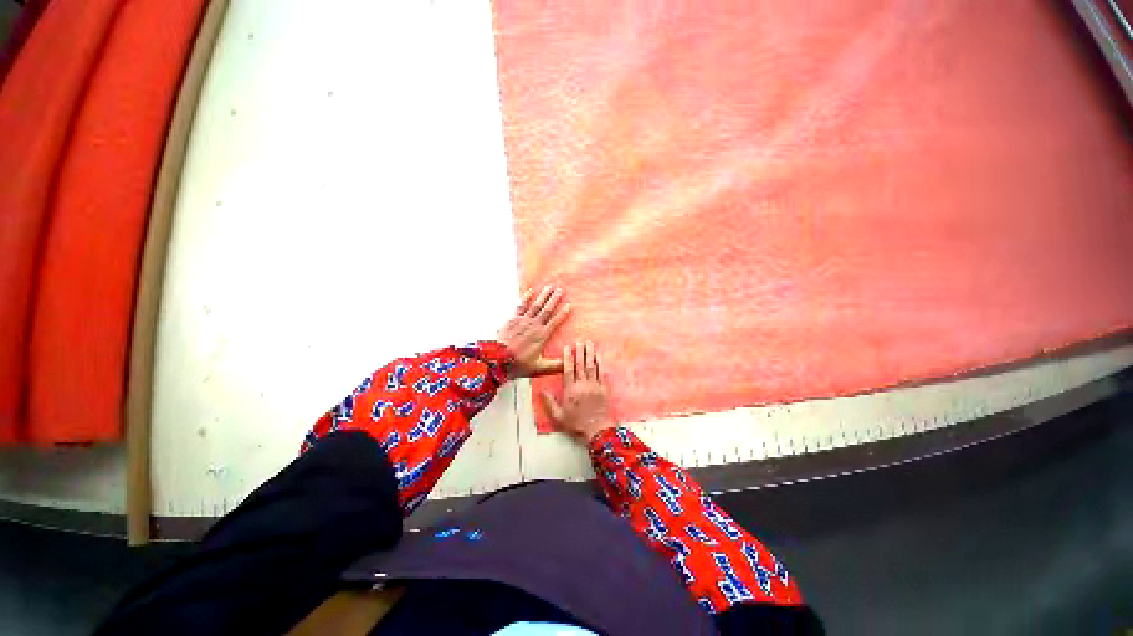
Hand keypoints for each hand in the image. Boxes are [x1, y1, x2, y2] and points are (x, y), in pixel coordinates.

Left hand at [498, 285, 570, 377]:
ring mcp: (523, 321)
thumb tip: (569, 363)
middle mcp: (533, 325)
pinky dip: (526, 298)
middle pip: (546, 309)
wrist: (497, 359)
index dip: (563, 313)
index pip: (555, 322)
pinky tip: (530, 291)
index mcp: (541, 336)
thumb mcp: (539, 368)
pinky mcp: (513, 319)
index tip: (569, 305)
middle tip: (561, 289)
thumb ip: (555, 366)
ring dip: (543, 295)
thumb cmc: (518, 364)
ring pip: (535, 305)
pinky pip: (521, 306)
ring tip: (549, 286)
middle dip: (554, 299)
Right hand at [541, 341, 614, 442]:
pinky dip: (600, 363)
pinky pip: (601, 372)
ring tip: (589, 343)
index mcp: (570, 390)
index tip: (567, 347)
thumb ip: (549, 403)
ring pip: (592, 366)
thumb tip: (541, 390)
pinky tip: (599, 356)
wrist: (597, 431)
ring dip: (590, 353)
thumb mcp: (558, 417)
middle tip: (580, 341)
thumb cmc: (576, 424)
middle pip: (581, 364)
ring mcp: (594, 385)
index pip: (568, 369)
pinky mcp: (603, 388)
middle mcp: (582, 385)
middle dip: (580, 351)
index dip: (567, 357)